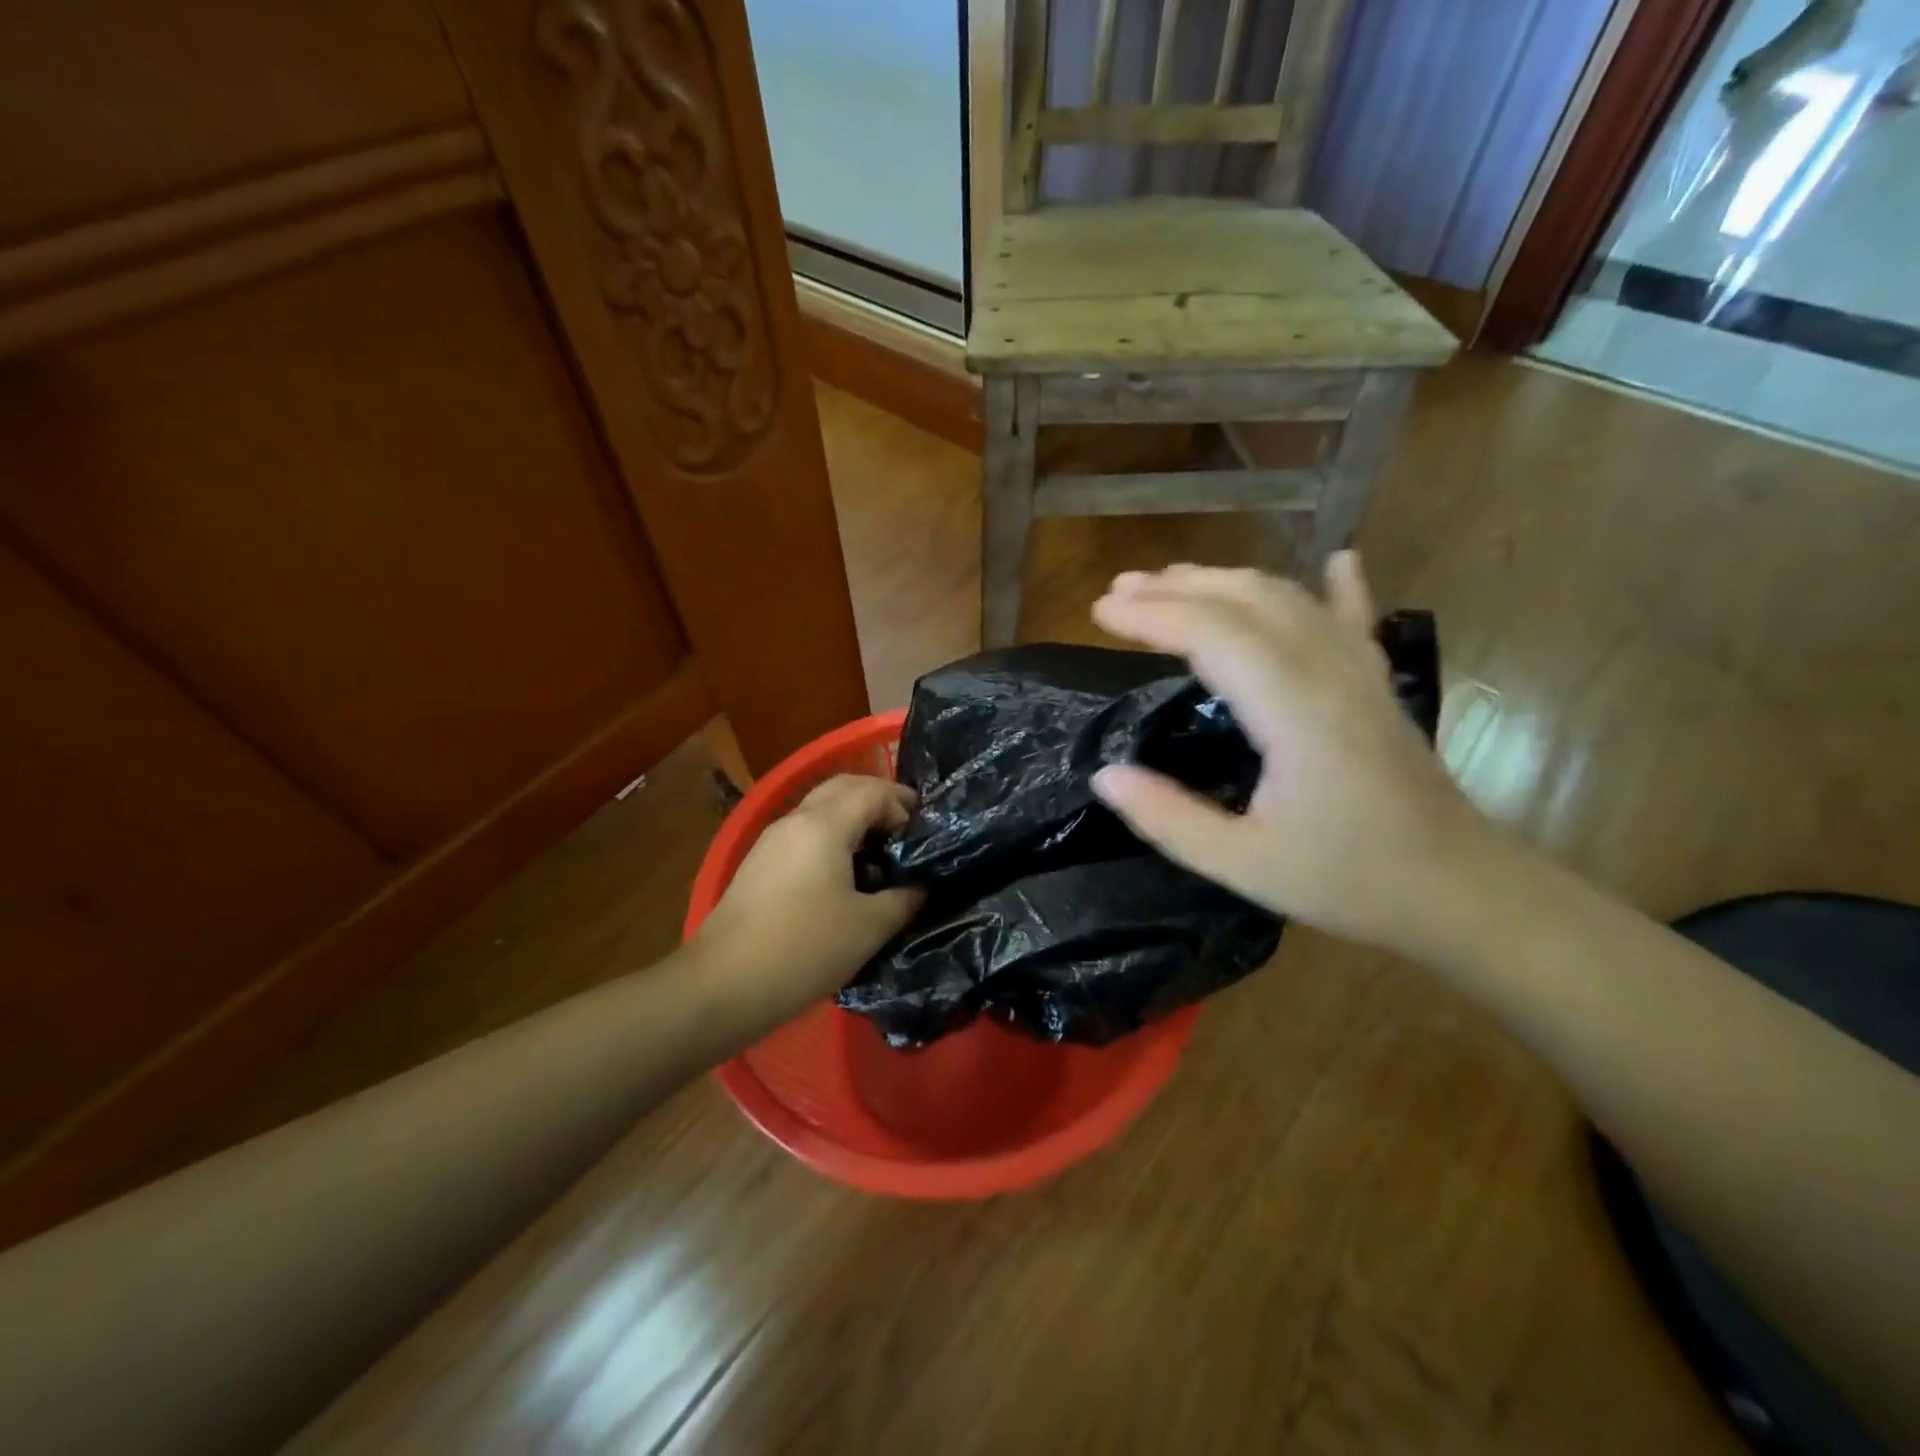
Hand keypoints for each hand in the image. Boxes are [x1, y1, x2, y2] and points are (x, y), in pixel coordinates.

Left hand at [691, 775, 922, 1013]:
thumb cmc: (804, 949)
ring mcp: (771, 841)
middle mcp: (795, 820)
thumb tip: (921, 884)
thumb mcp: (869, 927)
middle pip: (843, 788)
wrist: (721, 986)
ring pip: (820, 808)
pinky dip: (832, 835)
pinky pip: (804, 833)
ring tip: (881, 847)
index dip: (903, 805)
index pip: (872, 792)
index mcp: (824, 825)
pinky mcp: (758, 865)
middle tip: (907, 824)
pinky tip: (845, 870)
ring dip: (853, 815)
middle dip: (879, 797)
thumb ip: (904, 898)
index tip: (925, 833)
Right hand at [1090, 554, 1497, 956]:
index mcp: (1293, 710)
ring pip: (1290, 600)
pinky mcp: (1378, 685)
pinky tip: (1340, 560)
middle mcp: (1328, 672)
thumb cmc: (1349, 880)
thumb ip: (1169, 819)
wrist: (1462, 892)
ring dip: (1227, 581)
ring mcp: (1360, 672)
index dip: (1151, 616)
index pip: (1212, 635)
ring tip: (1175, 579)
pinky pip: (1354, 620)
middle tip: (1119, 590)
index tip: (1098, 613)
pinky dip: (1338, 588)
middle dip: (1176, 588)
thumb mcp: (1243, 865)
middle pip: (1246, 601)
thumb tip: (1104, 776)